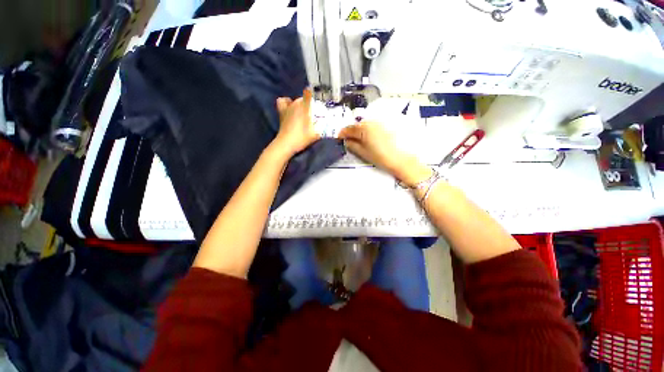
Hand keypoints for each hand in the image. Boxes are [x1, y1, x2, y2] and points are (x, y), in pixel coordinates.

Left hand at [273, 89, 319, 156]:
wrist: (286, 144)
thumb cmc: (302, 138)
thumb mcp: (316, 134)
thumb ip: (321, 127)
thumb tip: (325, 122)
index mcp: (304, 107)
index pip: (309, 94)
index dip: (313, 96)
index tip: (318, 103)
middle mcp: (296, 104)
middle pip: (303, 99)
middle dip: (309, 104)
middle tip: (312, 114)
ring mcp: (287, 107)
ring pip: (295, 100)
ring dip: (299, 104)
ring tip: (302, 111)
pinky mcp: (281, 112)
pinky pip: (282, 102)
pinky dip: (286, 102)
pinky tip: (289, 106)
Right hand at [338, 121, 430, 185]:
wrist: (402, 159)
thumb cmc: (381, 157)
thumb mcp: (363, 152)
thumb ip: (352, 145)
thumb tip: (346, 141)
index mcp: (363, 128)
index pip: (348, 129)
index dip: (342, 134)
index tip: (339, 139)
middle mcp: (371, 121)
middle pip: (357, 125)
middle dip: (352, 133)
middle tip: (350, 142)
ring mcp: (380, 122)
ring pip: (365, 125)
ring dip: (360, 131)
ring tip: (361, 141)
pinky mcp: (387, 125)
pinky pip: (373, 125)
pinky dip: (369, 130)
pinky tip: (371, 139)